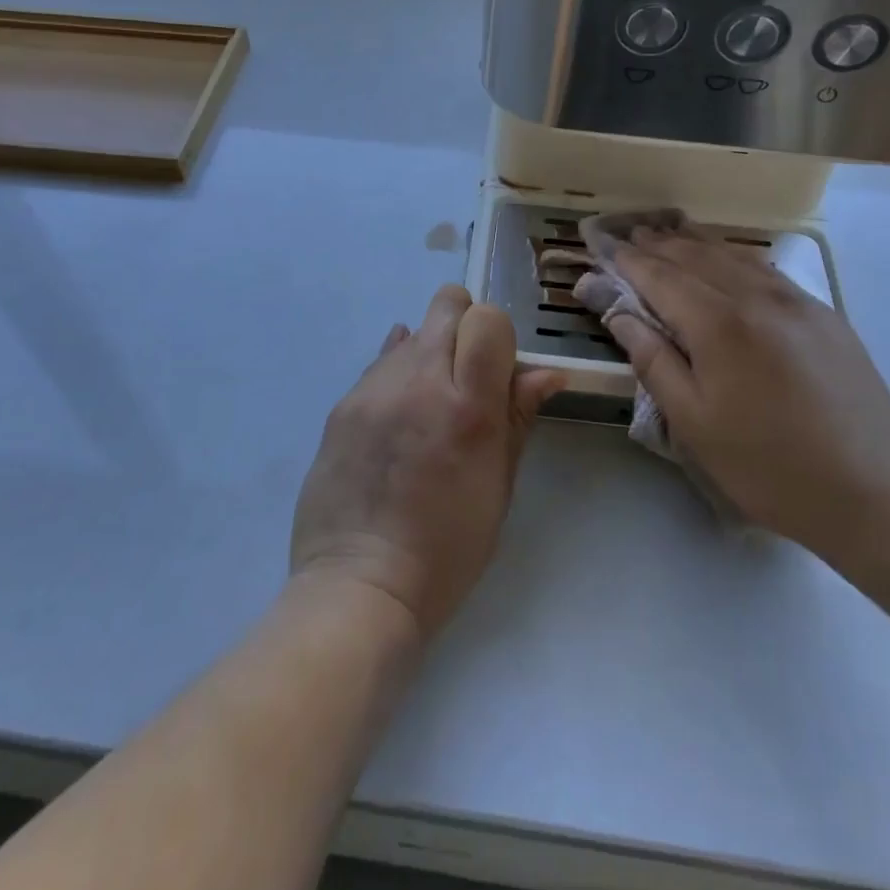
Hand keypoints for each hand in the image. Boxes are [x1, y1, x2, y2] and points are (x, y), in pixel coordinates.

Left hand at [290, 286, 564, 641]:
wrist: (359, 584)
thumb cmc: (447, 548)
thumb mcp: (498, 486)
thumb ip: (518, 417)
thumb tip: (547, 372)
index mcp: (469, 407)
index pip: (488, 320)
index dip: (498, 335)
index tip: (497, 368)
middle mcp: (420, 382)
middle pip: (447, 305)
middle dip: (464, 324)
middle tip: (466, 373)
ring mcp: (375, 389)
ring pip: (412, 331)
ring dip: (429, 351)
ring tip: (428, 403)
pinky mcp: (342, 403)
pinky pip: (380, 363)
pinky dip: (398, 373)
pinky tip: (399, 411)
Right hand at [597, 222, 889, 555]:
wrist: (877, 495)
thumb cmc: (769, 468)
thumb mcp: (694, 423)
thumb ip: (652, 360)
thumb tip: (618, 314)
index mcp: (720, 325)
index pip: (661, 277)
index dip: (627, 260)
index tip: (601, 243)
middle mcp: (758, 298)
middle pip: (695, 257)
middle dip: (656, 243)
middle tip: (626, 232)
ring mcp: (797, 302)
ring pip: (733, 256)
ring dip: (693, 241)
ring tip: (665, 230)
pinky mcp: (824, 315)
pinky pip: (766, 269)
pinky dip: (733, 255)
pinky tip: (724, 256)